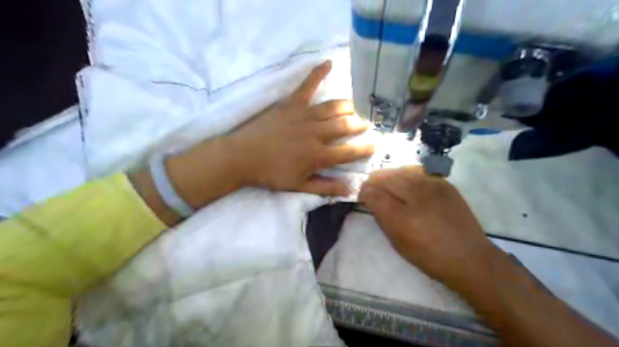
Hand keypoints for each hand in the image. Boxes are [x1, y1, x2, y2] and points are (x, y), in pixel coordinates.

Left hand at [227, 61, 370, 195]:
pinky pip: (307, 85)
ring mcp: (305, 115)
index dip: (366, 148)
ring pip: (334, 107)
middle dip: (360, 124)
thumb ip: (325, 187)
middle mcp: (316, 133)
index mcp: (319, 155)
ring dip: (348, 106)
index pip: (349, 151)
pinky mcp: (291, 103)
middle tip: (367, 124)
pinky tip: (328, 63)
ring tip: (355, 107)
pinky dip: (318, 73)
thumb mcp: (299, 185)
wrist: (243, 156)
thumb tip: (350, 189)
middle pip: (345, 125)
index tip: (377, 144)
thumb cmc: (272, 173)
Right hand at [358, 166, 501, 290]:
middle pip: (385, 176)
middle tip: (372, 190)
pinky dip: (406, 174)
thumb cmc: (429, 255)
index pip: (373, 192)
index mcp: (402, 215)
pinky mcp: (444, 182)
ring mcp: (433, 184)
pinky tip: (406, 183)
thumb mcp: (397, 241)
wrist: (470, 257)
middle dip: (374, 182)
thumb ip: (381, 215)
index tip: (362, 196)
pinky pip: (417, 170)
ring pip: (400, 169)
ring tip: (388, 185)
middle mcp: (416, 194)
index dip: (363, 191)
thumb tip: (369, 196)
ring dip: (389, 176)